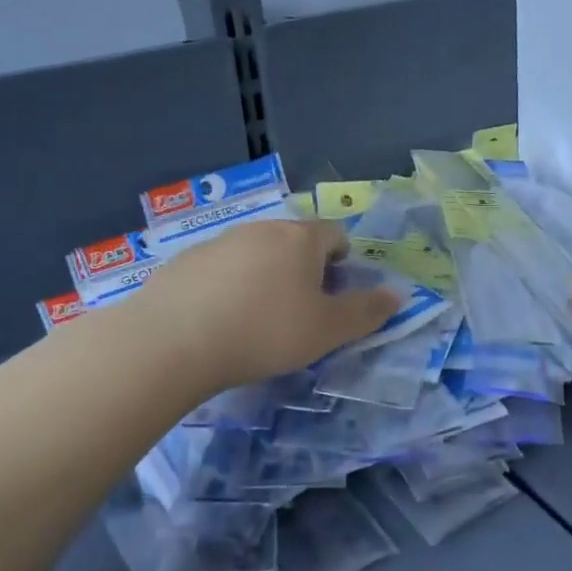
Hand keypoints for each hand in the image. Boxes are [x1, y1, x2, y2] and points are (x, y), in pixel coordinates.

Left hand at [132, 219, 399, 392]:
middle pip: (294, 241)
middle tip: (299, 312)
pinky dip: (227, 287)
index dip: (342, 262)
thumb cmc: (264, 332)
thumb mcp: (326, 330)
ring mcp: (219, 242)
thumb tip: (399, 294)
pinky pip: (220, 268)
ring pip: (255, 253)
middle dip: (303, 269)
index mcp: (301, 239)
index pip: (335, 234)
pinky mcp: (184, 261)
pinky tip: (217, 321)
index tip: (333, 295)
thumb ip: (366, 311)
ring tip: (255, 320)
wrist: (172, 341)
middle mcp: (262, 229)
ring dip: (265, 277)